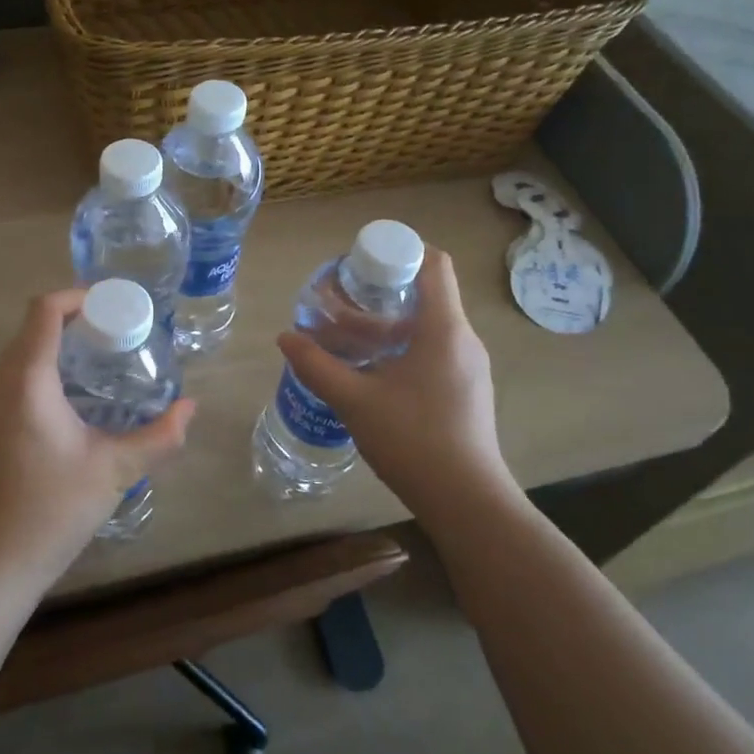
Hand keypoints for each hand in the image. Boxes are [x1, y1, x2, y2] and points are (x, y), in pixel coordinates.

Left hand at [0, 288, 196, 588]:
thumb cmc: (54, 510)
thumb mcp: (116, 470)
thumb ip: (159, 436)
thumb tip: (191, 408)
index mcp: (26, 381)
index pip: (44, 311)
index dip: (77, 298)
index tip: (111, 309)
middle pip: (30, 330)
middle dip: (72, 323)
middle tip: (114, 339)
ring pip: (17, 355)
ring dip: (53, 349)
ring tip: (95, 367)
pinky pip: (7, 380)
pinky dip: (37, 373)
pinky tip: (66, 404)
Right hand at [277, 249, 509, 518]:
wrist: (466, 501)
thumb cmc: (412, 439)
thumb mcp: (354, 400)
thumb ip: (316, 365)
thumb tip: (284, 338)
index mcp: (444, 328)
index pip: (434, 263)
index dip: (399, 252)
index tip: (362, 265)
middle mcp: (463, 339)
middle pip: (426, 295)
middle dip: (381, 294)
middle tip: (340, 303)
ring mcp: (469, 367)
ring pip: (428, 328)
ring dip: (388, 327)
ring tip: (346, 339)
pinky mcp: (466, 391)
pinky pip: (434, 352)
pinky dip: (402, 349)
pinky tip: (371, 374)